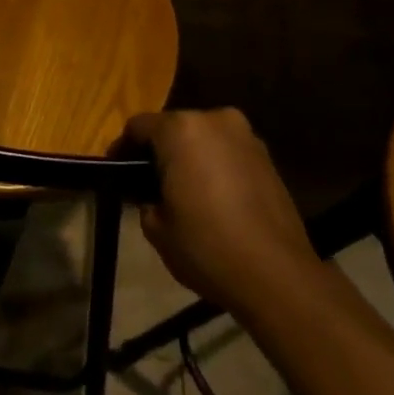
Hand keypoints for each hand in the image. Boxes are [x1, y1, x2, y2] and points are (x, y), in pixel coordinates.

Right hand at [119, 109, 320, 314]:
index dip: (123, 148)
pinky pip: (229, 153)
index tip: (116, 170)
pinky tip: (216, 199)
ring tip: (186, 192)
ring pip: (204, 138)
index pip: (138, 126)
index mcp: (180, 129)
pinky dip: (217, 167)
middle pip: (174, 128)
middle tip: (150, 182)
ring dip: (191, 157)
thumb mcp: (158, 229)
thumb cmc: (207, 246)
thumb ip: (146, 201)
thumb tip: (152, 196)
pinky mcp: (267, 156)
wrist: (277, 274)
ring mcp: (245, 135)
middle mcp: (213, 119)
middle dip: (160, 151)